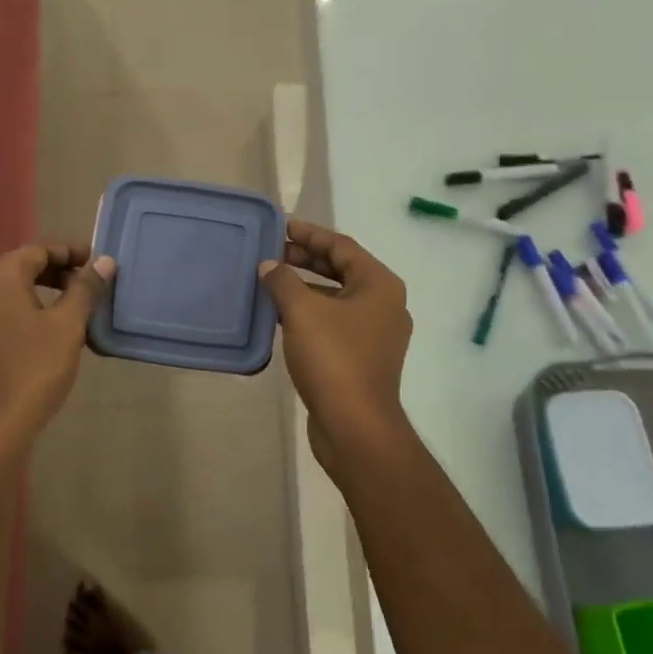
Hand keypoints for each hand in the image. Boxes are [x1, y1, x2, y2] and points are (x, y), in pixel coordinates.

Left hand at [0, 242, 114, 458]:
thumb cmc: (35, 368)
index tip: (97, 262)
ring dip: (46, 291)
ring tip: (77, 306)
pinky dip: (31, 310)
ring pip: (15, 291)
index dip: (69, 251)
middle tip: (89, 283)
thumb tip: (103, 261)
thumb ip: (85, 288)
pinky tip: (53, 331)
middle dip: (58, 270)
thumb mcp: (68, 325)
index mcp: (0, 278)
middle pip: (23, 267)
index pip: (37, 249)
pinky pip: (7, 312)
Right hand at [258, 219, 413, 475]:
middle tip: (271, 253)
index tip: (280, 227)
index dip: (310, 234)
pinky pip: (334, 323)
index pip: (342, 246)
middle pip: (341, 270)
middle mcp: (384, 304)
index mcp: (379, 285)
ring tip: (271, 282)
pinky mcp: (362, 358)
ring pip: (336, 298)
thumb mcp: (302, 312)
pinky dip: (309, 313)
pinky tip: (281, 316)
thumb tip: (268, 266)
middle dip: (306, 260)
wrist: (355, 426)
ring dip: (305, 288)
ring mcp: (375, 334)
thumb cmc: (334, 359)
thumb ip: (283, 281)